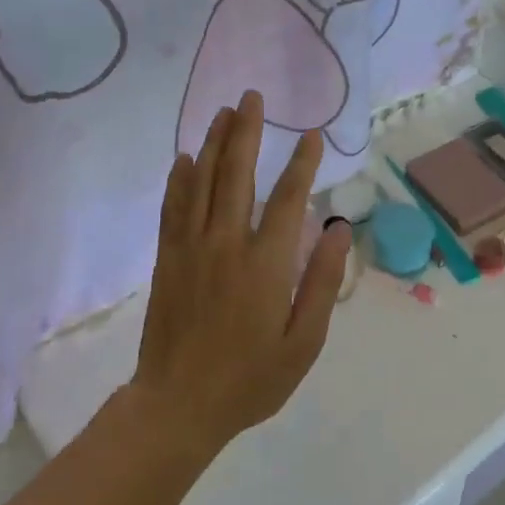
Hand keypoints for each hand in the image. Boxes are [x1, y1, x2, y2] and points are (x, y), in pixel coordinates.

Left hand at [130, 90, 352, 456]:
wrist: (177, 407)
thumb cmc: (249, 379)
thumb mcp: (302, 343)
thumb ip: (321, 283)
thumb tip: (337, 231)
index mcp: (265, 264)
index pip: (288, 199)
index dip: (301, 163)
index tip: (311, 134)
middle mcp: (226, 243)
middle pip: (236, 174)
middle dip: (246, 131)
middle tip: (252, 97)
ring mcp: (191, 248)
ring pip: (202, 182)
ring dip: (214, 143)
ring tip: (223, 112)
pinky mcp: (168, 259)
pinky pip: (173, 207)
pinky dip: (180, 178)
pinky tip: (185, 158)